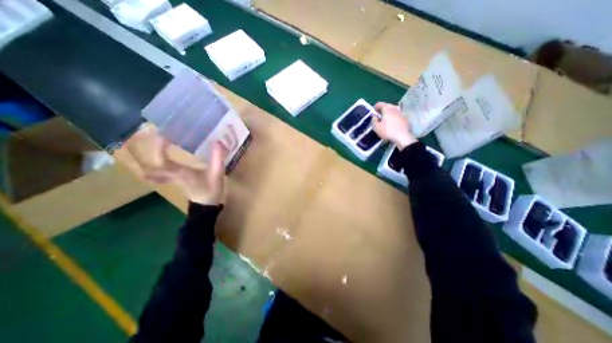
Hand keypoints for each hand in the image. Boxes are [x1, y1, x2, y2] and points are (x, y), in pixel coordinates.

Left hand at [125, 126, 227, 205]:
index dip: (159, 147)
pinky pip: (161, 174)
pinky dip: (156, 167)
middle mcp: (173, 175)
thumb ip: (217, 158)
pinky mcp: (177, 181)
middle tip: (157, 136)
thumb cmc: (211, 190)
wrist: (207, 206)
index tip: (162, 134)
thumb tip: (218, 142)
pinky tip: (157, 165)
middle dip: (152, 149)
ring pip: (154, 170)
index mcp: (180, 172)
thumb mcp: (217, 174)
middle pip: (154, 163)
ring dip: (151, 158)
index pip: (162, 159)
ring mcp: (173, 179)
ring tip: (156, 147)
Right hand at [371, 102, 418, 148]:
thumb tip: (374, 116)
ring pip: (393, 109)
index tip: (373, 111)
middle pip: (388, 105)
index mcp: (387, 109)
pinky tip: (392, 121)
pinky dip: (394, 116)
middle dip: (382, 108)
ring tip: (385, 117)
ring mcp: (401, 113)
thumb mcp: (376, 127)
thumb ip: (374, 120)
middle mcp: (394, 109)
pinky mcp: (405, 118)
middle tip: (379, 114)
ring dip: (389, 111)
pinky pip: (397, 114)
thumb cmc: (387, 131)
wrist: (402, 137)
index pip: (380, 104)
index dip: (375, 107)